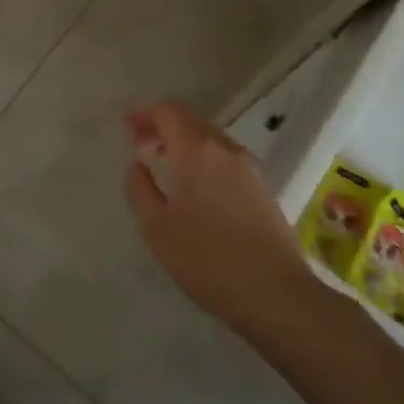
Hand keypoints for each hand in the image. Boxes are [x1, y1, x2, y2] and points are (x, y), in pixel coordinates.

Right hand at [125, 100, 310, 336]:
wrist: (275, 294)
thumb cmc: (207, 259)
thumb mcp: (156, 228)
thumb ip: (140, 188)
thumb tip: (138, 165)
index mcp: (195, 150)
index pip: (168, 110)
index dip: (145, 114)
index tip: (127, 129)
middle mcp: (224, 148)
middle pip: (190, 120)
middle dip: (163, 127)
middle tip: (142, 148)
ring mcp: (249, 167)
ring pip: (210, 139)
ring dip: (184, 143)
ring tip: (166, 167)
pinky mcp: (263, 187)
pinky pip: (226, 158)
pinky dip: (204, 159)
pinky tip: (197, 188)